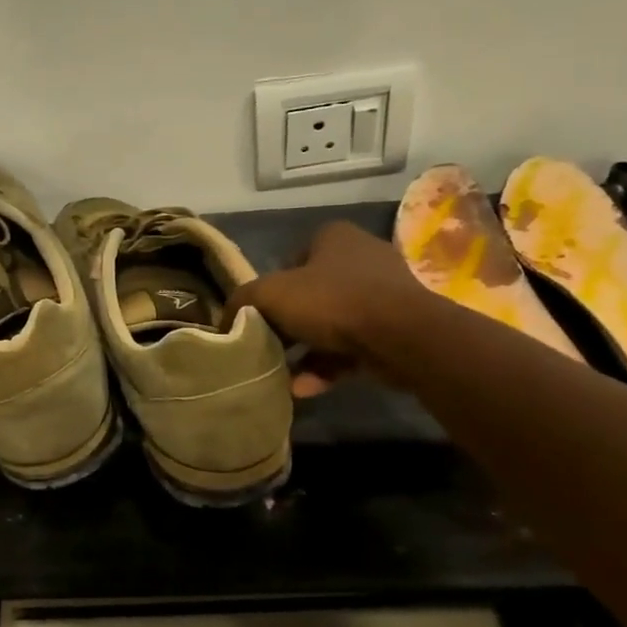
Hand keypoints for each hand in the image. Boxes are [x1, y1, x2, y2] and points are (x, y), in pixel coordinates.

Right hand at [224, 222, 438, 393]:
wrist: (402, 336)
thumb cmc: (332, 301)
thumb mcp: (270, 295)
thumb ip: (242, 302)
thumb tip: (224, 319)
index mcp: (334, 237)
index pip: (293, 258)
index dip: (272, 285)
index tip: (259, 313)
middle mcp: (362, 259)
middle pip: (312, 293)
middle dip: (289, 323)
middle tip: (268, 345)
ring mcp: (385, 295)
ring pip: (333, 325)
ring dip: (306, 352)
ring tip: (281, 375)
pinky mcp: (398, 330)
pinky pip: (353, 348)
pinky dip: (327, 367)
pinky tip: (305, 389)